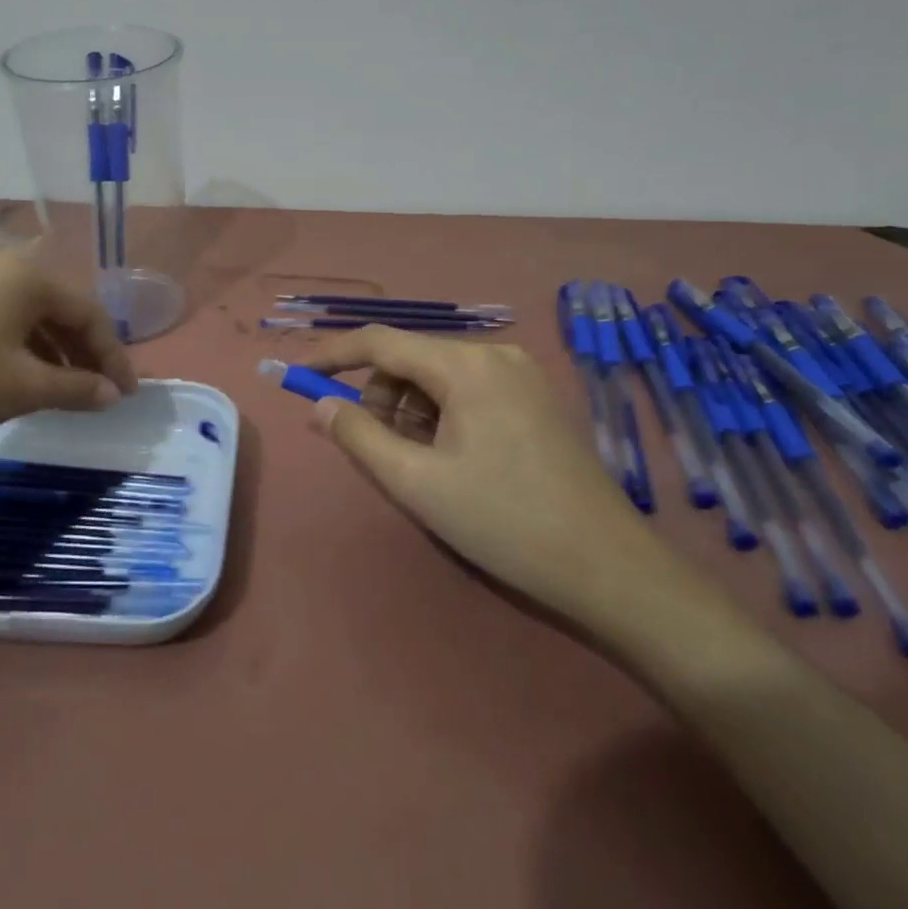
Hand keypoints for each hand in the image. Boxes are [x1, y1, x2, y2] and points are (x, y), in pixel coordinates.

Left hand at [0, 245, 139, 464]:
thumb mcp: (21, 388)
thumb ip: (76, 388)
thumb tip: (111, 395)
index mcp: (26, 276)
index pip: (89, 313)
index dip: (114, 356)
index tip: (126, 395)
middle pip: (59, 307)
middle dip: (85, 351)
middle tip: (99, 392)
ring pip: (27, 314)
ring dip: (53, 350)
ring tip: (65, 390)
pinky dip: (20, 346)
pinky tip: (20, 377)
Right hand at [304, 329, 709, 636]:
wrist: (607, 567)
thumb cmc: (503, 521)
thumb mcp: (416, 483)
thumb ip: (359, 436)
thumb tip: (320, 405)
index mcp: (465, 365)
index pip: (380, 341)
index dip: (334, 355)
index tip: (300, 376)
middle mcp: (494, 355)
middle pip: (410, 360)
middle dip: (379, 397)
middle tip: (375, 449)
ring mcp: (520, 375)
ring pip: (438, 377)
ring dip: (410, 412)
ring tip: (417, 464)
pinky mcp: (534, 399)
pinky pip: (467, 391)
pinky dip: (441, 416)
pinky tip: (450, 459)